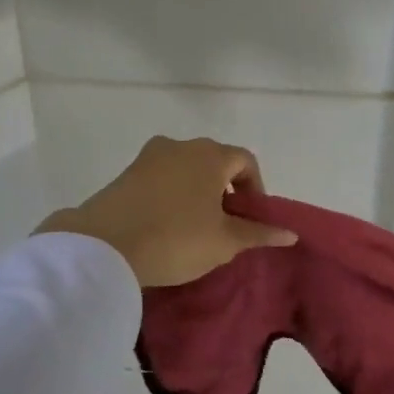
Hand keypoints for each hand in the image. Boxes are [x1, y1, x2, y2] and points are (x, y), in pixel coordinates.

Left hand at [37, 136, 295, 287]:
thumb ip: (259, 233)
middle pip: (214, 161)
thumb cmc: (176, 239)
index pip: (245, 161)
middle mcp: (180, 146)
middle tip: (226, 223)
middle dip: (226, 189)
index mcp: (210, 155)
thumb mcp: (225, 241)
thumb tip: (291, 233)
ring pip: (185, 169)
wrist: (102, 248)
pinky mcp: (124, 174)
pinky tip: (166, 225)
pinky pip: (160, 179)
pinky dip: (171, 195)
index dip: (256, 188)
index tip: (251, 218)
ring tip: (195, 226)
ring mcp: (148, 157)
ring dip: (197, 191)